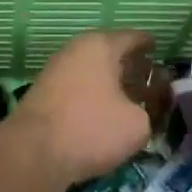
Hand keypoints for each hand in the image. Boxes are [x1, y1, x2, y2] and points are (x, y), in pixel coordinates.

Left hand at [2, 29, 156, 189]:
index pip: (132, 38)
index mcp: (99, 46)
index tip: (159, 48)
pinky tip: (107, 115)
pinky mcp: (44, 96)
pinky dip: (95, 98)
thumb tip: (137, 112)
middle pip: (110, 55)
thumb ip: (146, 111)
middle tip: (153, 79)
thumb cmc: (91, 128)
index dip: (148, 44)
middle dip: (132, 67)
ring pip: (93, 74)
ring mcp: (56, 73)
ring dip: (113, 85)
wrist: (32, 153)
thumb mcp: (137, 124)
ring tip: (134, 101)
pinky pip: (79, 90)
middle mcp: (75, 51)